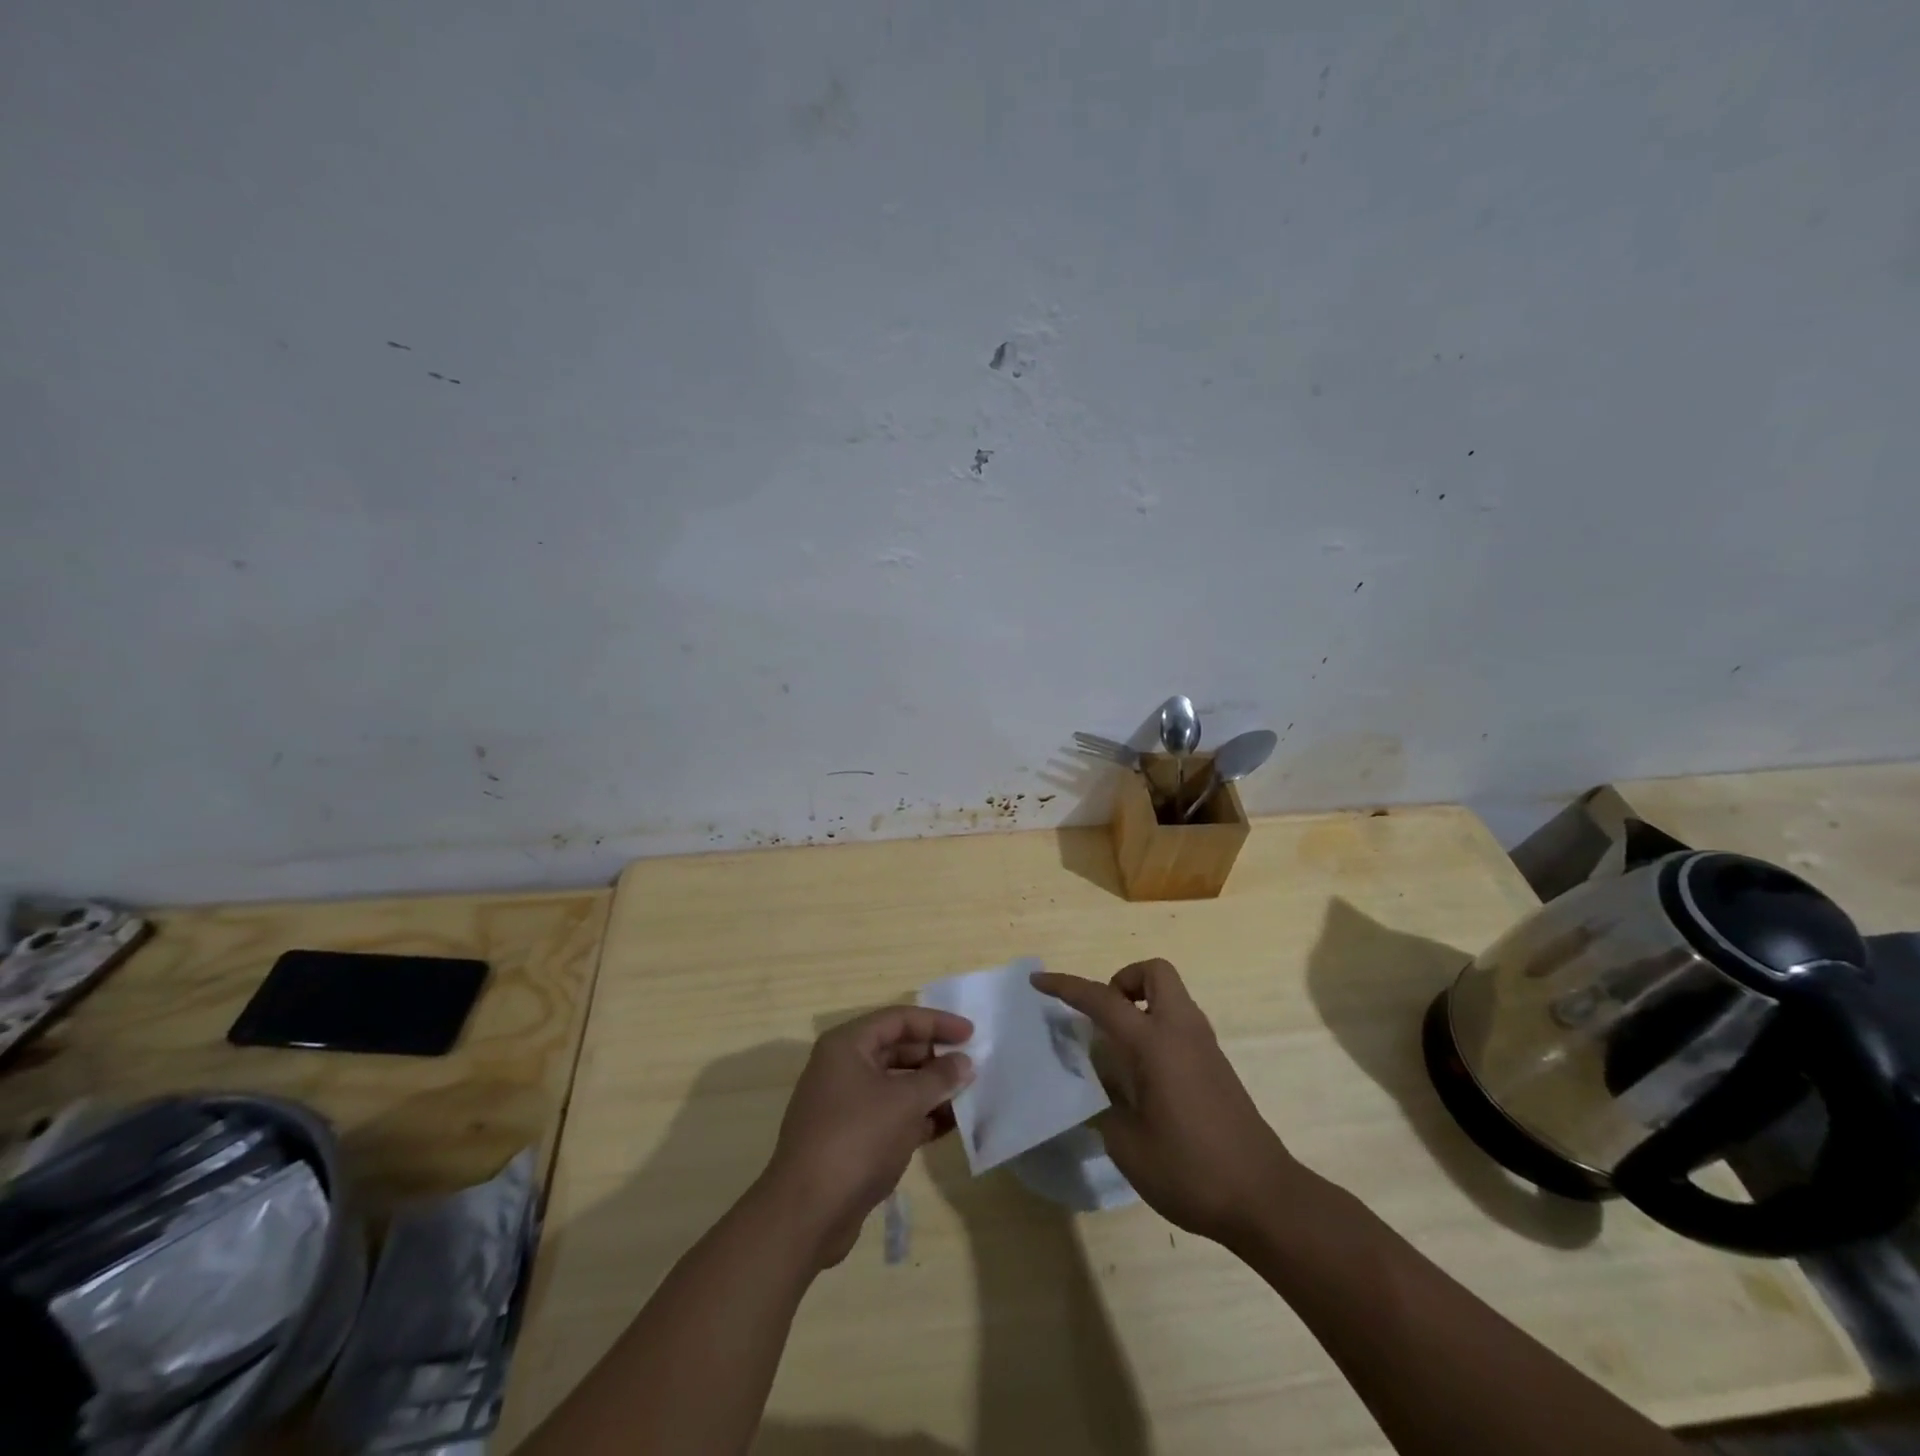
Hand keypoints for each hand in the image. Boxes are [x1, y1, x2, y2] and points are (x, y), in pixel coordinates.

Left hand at [759, 1006, 974, 1268]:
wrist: (807, 1213)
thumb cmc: (857, 1140)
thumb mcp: (905, 1102)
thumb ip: (939, 1078)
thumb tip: (964, 1062)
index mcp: (847, 1046)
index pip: (899, 1019)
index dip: (937, 1023)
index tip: (971, 1033)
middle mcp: (842, 1067)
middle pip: (896, 1049)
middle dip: (935, 1057)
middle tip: (971, 1065)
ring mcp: (844, 1104)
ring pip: (895, 1085)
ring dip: (929, 1089)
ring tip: (968, 1095)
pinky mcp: (850, 1138)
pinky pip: (890, 1114)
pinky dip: (917, 1116)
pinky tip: (948, 1126)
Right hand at [1033, 959, 1301, 1246]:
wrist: (1263, 1198)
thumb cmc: (1190, 1170)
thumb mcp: (1127, 1145)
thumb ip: (1104, 1104)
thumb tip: (1096, 1084)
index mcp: (1155, 1043)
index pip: (1103, 999)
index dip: (1067, 987)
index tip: (1039, 982)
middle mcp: (1182, 1031)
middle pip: (1155, 972)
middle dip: (1123, 980)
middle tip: (1104, 1019)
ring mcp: (1204, 1046)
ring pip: (1170, 996)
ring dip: (1141, 1004)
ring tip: (1118, 1049)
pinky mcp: (1217, 1066)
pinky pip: (1180, 1023)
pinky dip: (1156, 1028)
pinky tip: (1144, 1075)